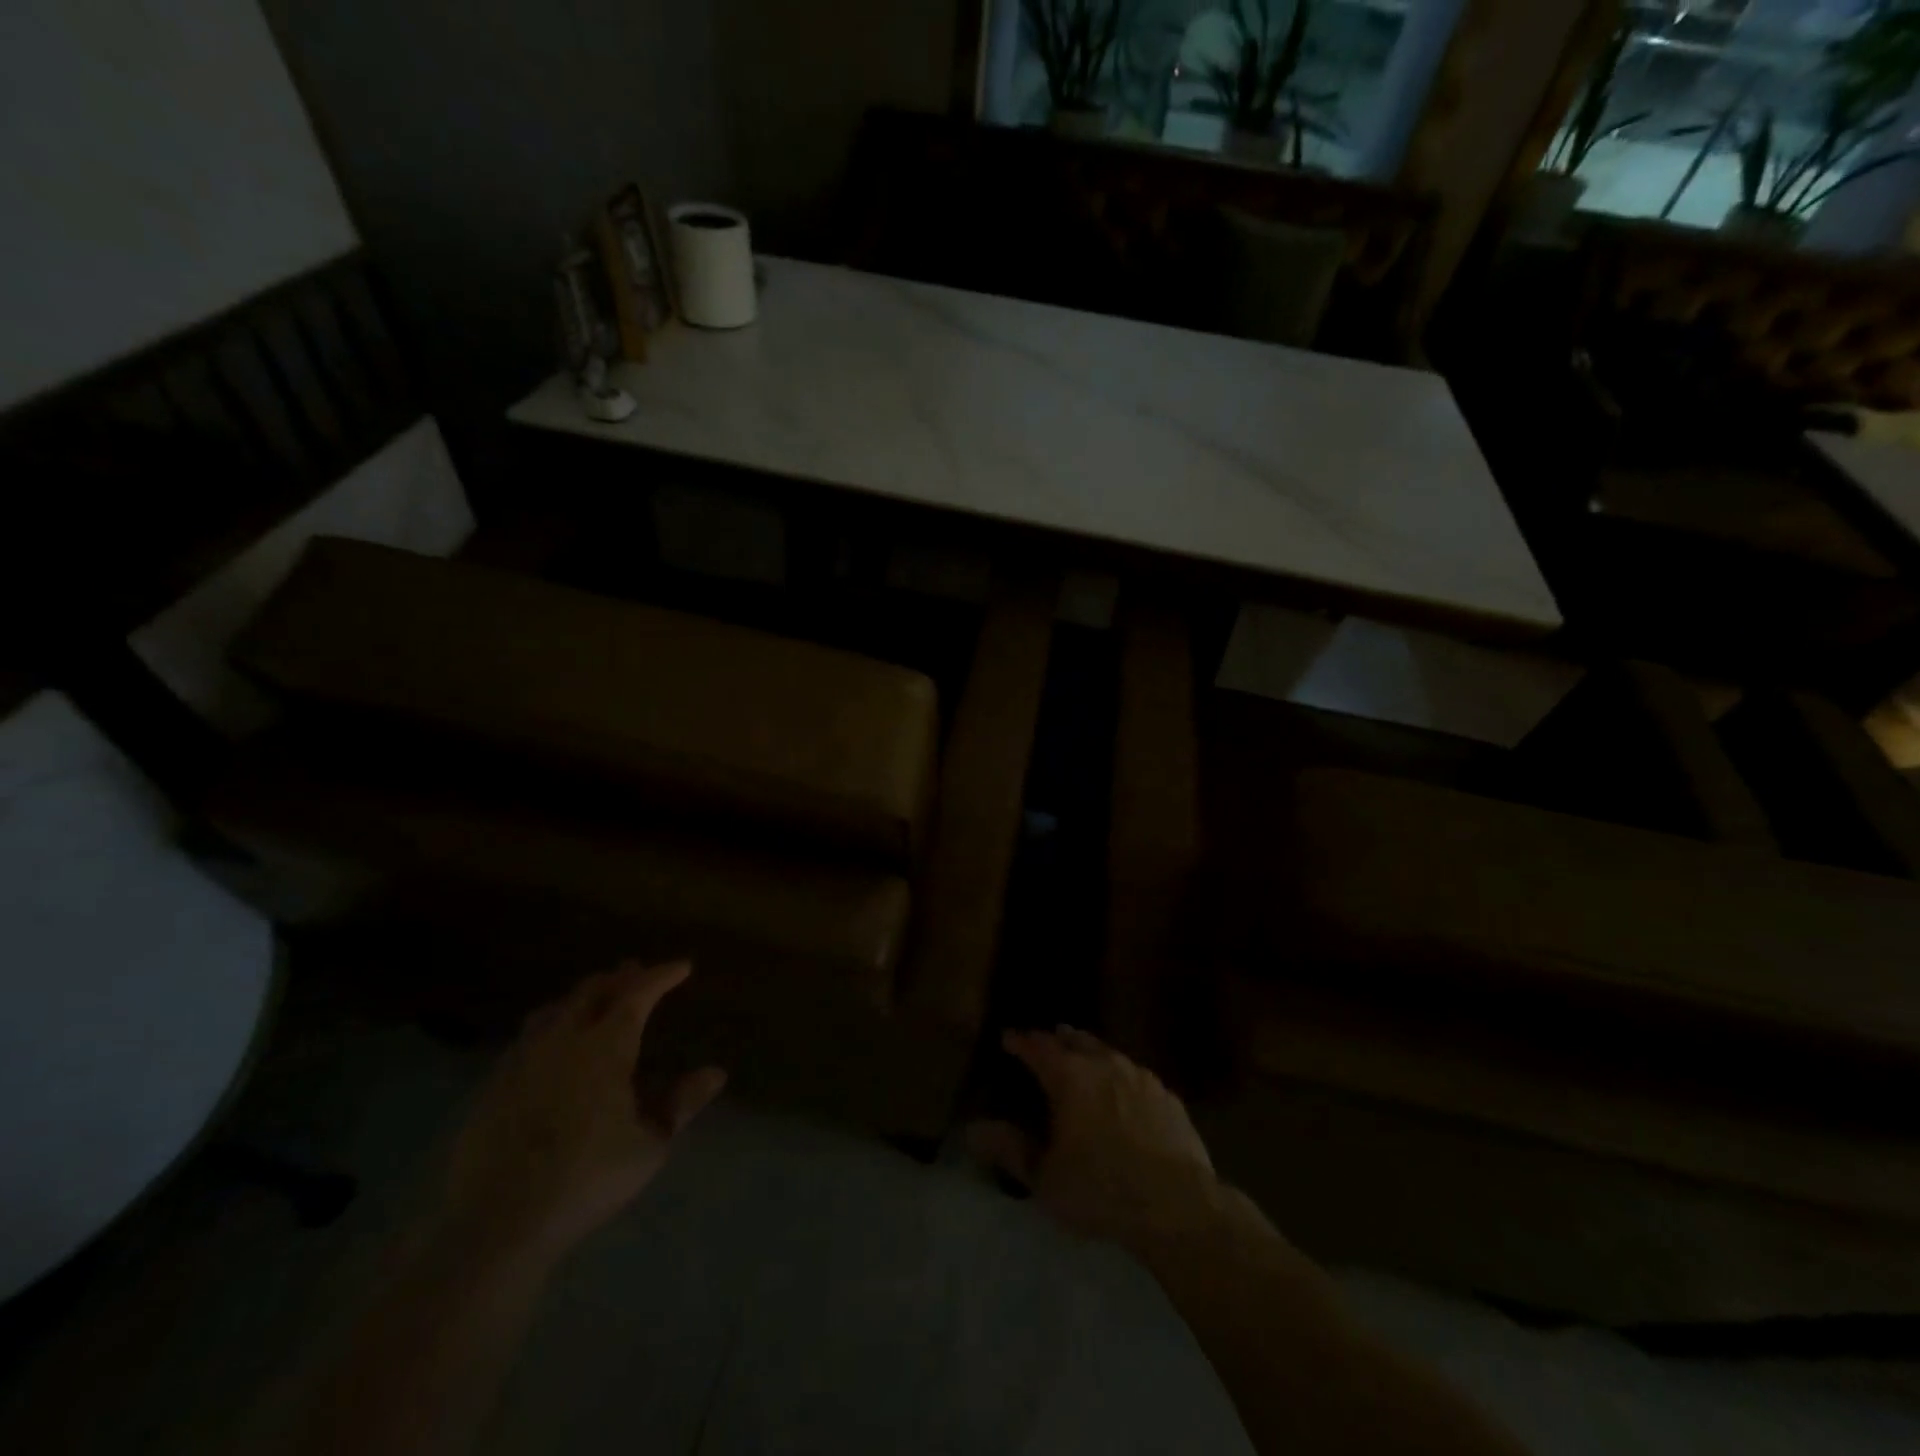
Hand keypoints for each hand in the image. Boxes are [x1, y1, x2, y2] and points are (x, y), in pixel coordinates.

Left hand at [428, 961, 724, 1273]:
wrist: (497, 1223)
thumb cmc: (586, 1179)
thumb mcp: (649, 1146)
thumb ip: (682, 1104)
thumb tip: (716, 1073)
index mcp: (605, 1047)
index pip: (638, 994)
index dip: (661, 976)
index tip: (682, 967)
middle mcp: (563, 1040)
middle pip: (592, 991)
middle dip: (619, 978)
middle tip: (637, 973)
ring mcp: (522, 1060)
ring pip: (554, 1010)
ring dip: (580, 998)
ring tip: (594, 1000)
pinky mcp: (493, 1086)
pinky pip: (526, 1038)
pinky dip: (549, 1026)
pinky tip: (551, 1046)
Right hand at [968, 1026, 1220, 1251]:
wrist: (1178, 1207)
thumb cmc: (1102, 1191)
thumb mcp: (1046, 1179)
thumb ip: (1010, 1149)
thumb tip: (972, 1129)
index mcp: (1070, 1077)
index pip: (1038, 1047)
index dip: (1021, 1041)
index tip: (1008, 1037)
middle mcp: (1104, 1064)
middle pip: (1076, 1040)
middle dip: (1058, 1038)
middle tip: (1047, 1040)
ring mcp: (1140, 1076)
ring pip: (1108, 1053)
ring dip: (1090, 1052)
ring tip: (1082, 1058)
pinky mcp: (1166, 1096)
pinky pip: (1135, 1074)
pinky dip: (1119, 1075)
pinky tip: (1122, 1090)